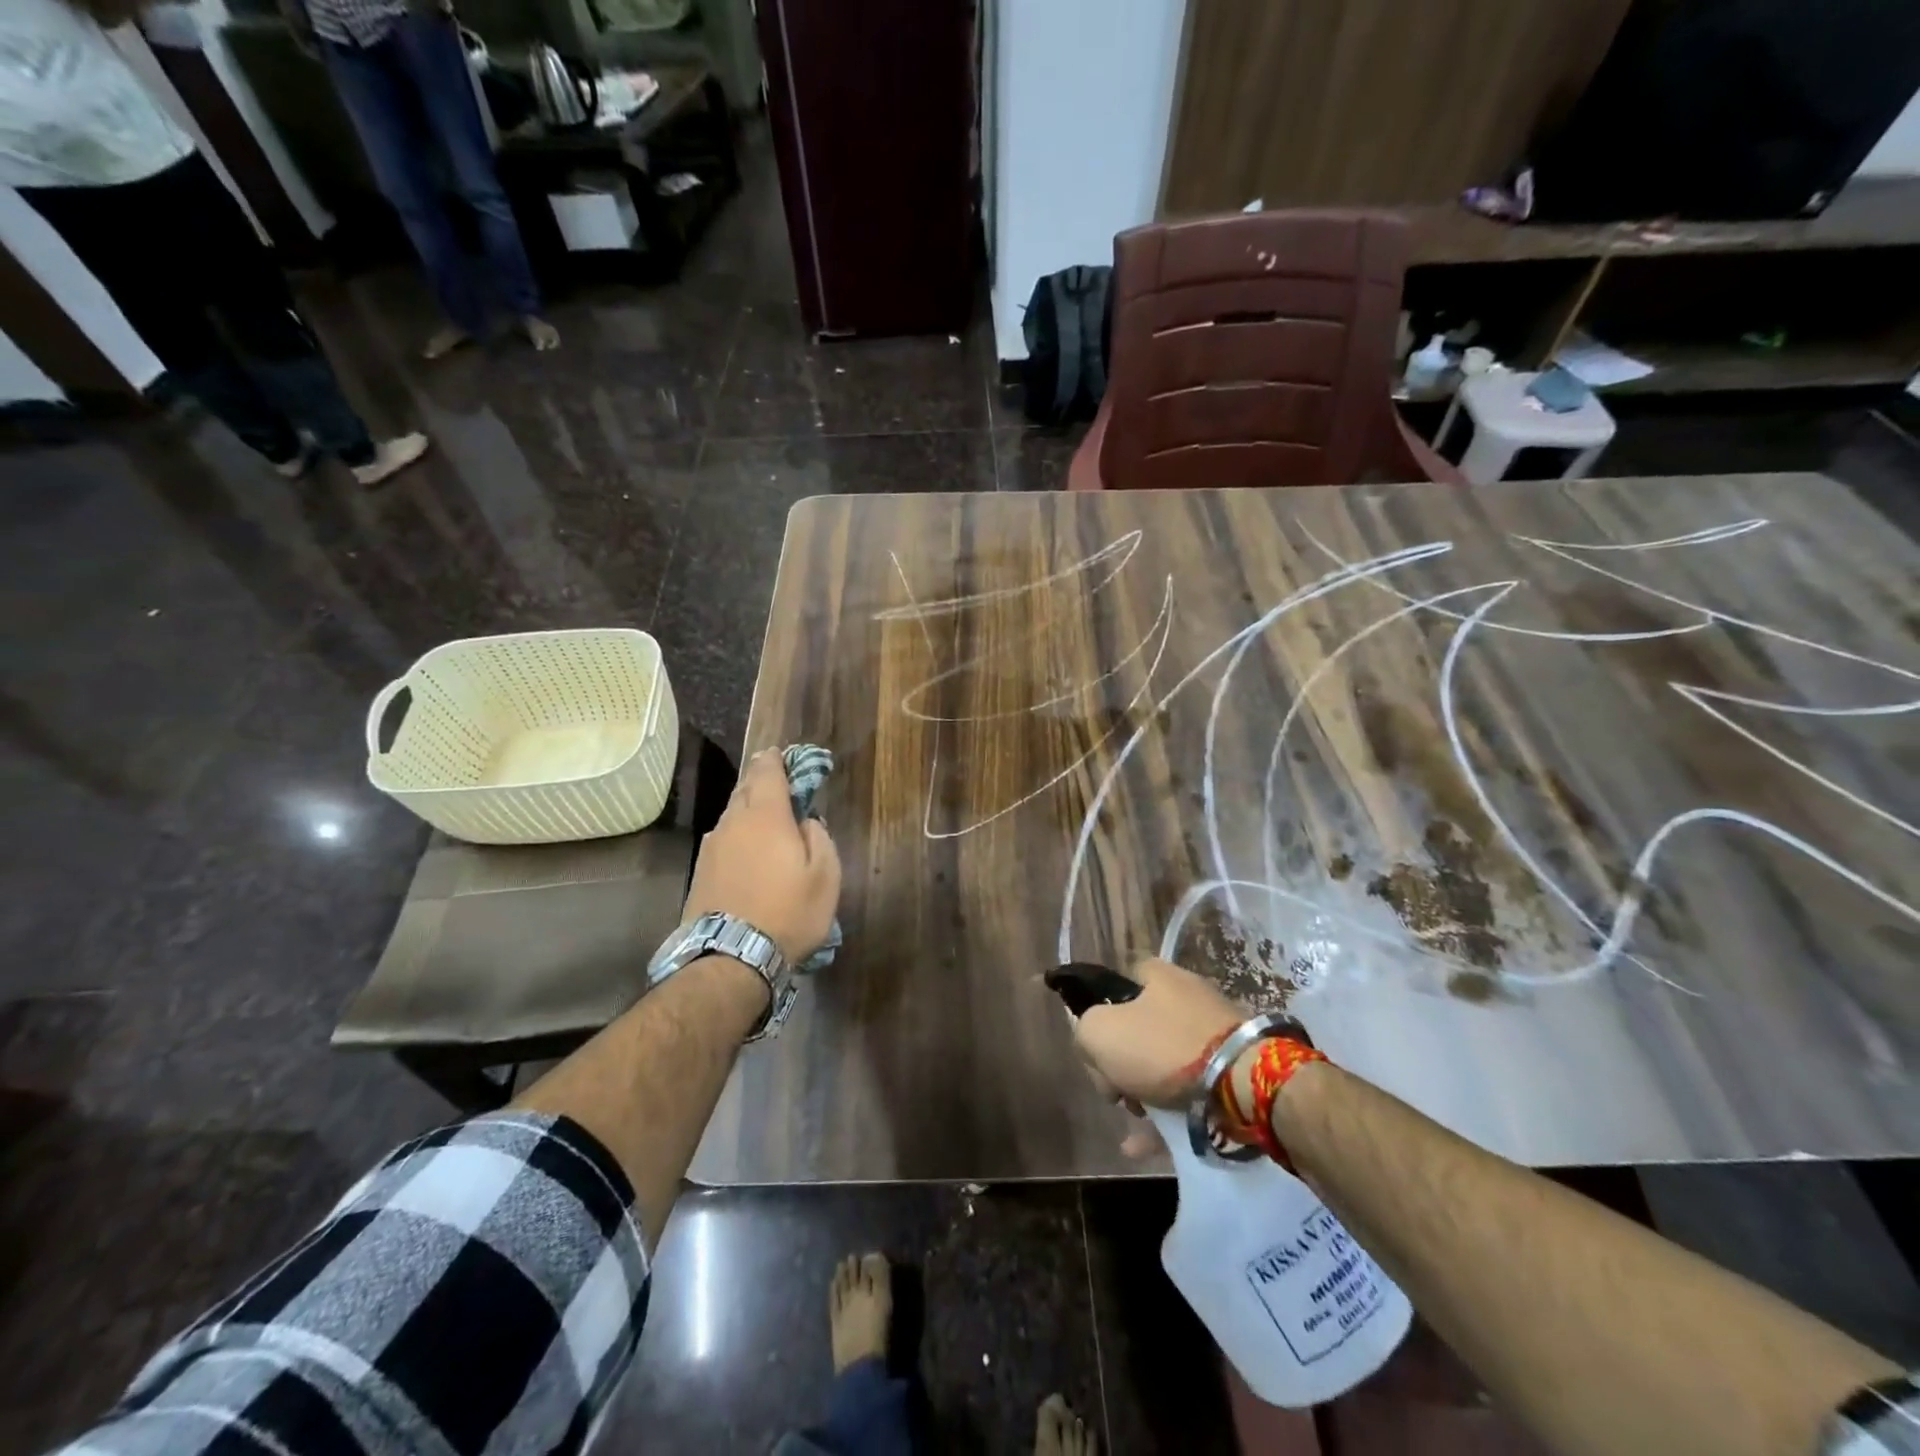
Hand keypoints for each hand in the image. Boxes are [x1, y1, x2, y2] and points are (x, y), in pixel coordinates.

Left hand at [682, 750, 840, 965]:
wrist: (730, 959)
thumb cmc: (788, 913)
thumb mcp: (825, 876)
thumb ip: (820, 838)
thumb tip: (807, 822)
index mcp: (766, 816)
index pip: (767, 771)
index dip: (775, 759)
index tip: (782, 754)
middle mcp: (733, 822)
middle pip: (745, 789)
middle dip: (761, 781)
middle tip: (777, 784)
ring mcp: (712, 847)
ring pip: (732, 815)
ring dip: (749, 810)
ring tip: (766, 820)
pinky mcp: (701, 872)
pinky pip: (723, 840)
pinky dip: (737, 837)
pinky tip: (748, 853)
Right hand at [1071, 958, 1246, 1110]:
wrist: (1242, 1084)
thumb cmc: (1163, 1047)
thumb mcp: (1099, 1032)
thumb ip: (1084, 1033)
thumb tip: (1096, 1052)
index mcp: (1158, 976)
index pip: (1118, 984)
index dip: (1101, 1013)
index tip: (1097, 1047)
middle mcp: (1186, 997)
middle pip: (1138, 1028)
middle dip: (1121, 1064)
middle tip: (1115, 1090)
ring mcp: (1213, 1034)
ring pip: (1164, 1063)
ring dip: (1143, 1093)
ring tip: (1136, 1121)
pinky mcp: (1232, 1070)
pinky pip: (1188, 1091)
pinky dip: (1166, 1116)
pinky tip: (1142, 1146)